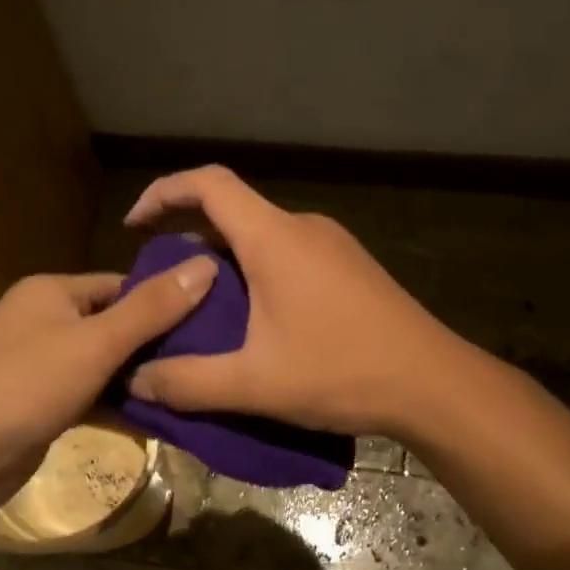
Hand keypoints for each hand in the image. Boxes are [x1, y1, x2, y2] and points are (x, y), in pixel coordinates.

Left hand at [0, 259, 217, 508]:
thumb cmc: (28, 383)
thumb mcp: (97, 342)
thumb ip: (152, 308)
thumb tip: (205, 265)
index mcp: (51, 292)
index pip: (120, 285)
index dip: (163, 299)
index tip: (209, 319)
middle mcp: (44, 321)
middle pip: (112, 326)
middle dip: (155, 345)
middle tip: (207, 360)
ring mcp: (40, 366)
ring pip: (102, 365)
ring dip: (138, 379)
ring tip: (192, 389)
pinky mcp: (40, 405)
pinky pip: (89, 397)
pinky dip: (117, 406)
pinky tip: (157, 419)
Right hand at [123, 166, 458, 436]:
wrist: (435, 385)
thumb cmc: (341, 372)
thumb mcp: (254, 384)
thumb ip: (187, 382)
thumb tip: (135, 382)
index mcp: (274, 238)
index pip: (209, 183)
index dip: (163, 192)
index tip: (135, 226)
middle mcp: (302, 228)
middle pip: (231, 210)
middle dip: (187, 238)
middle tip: (160, 285)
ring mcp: (331, 246)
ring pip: (259, 236)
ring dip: (222, 261)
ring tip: (200, 309)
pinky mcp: (349, 268)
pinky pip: (286, 254)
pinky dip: (254, 273)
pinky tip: (252, 321)